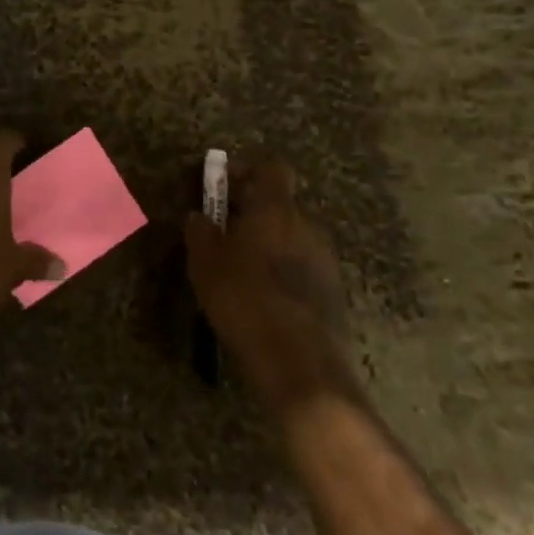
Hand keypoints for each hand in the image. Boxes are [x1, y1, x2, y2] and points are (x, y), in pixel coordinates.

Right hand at [184, 156, 359, 415]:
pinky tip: (262, 300)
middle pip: (280, 204)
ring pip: (292, 237)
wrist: (301, 367)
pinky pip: (303, 268)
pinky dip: (283, 273)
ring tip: (240, 271)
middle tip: (223, 234)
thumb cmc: (246, 300)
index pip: (271, 168)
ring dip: (268, 244)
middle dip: (252, 213)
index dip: (246, 171)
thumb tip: (199, 217)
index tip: (221, 188)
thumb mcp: (205, 263)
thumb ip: (200, 231)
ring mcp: (326, 260)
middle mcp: (307, 226)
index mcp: (276, 209)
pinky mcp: (334, 293)